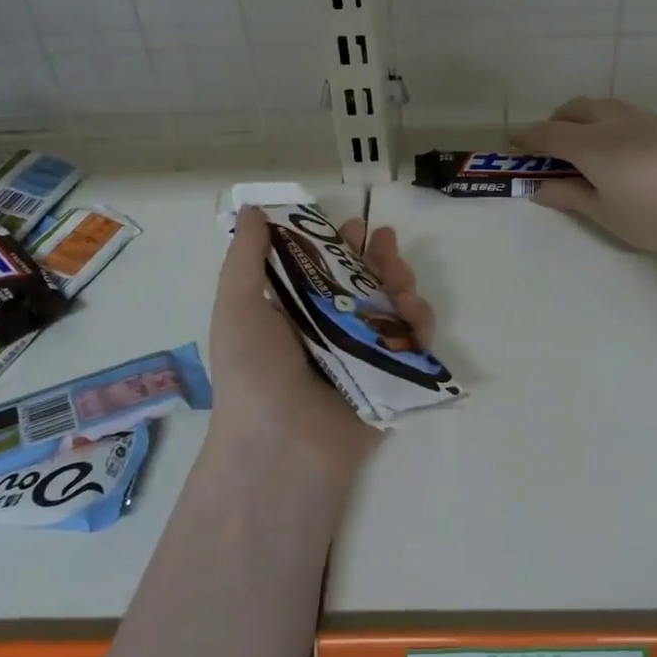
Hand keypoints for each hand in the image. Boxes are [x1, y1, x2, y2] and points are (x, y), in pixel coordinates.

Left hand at [209, 207, 434, 474]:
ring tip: (402, 277)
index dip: (338, 243)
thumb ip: (246, 256)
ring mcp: (362, 354)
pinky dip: (420, 322)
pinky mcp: (391, 378)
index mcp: (294, 312)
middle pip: (364, 282)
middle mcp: (329, 329)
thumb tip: (253, 209)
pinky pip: (414, 343)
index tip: (354, 226)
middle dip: (379, 258)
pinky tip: (415, 312)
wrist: (281, 447)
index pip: (322, 267)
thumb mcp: (236, 306)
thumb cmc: (254, 371)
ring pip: (393, 307)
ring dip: (402, 283)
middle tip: (386, 242)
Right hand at [513, 97, 656, 254]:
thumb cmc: (652, 217)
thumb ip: (569, 196)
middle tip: (551, 146)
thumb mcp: (604, 213)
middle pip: (575, 108)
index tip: (515, 145)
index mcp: (592, 145)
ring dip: (584, 117)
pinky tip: (619, 149)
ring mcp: (644, 120)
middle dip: (556, 121)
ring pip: (603, 105)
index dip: (529, 138)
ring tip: (584, 144)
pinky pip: (626, 113)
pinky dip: (609, 121)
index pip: (550, 133)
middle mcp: (614, 122)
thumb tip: (538, 188)